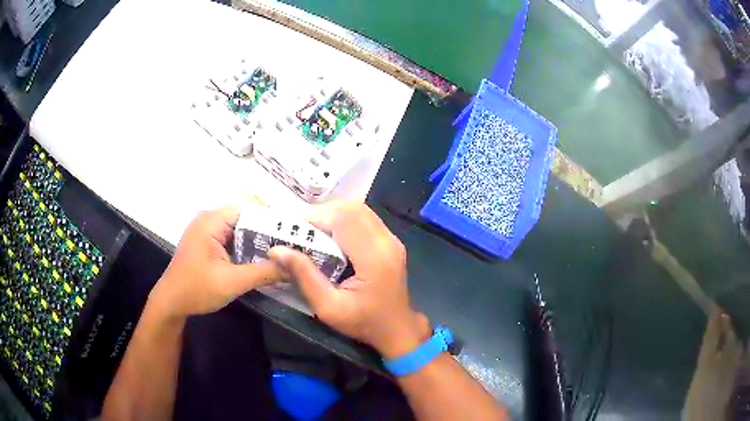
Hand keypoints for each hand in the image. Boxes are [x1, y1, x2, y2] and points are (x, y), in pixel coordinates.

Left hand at [150, 205, 284, 317]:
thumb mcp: (232, 282)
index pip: (249, 208)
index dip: (274, 218)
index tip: (296, 232)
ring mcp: (208, 230)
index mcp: (212, 220)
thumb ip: (263, 272)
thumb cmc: (196, 289)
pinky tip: (265, 259)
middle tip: (296, 243)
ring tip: (286, 251)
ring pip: (242, 228)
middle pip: (247, 217)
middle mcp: (210, 218)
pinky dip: (249, 247)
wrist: (171, 303)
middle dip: (270, 230)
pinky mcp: (209, 242)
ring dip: (260, 240)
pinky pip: (234, 238)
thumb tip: (294, 266)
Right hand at [269, 202, 429, 358]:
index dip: (314, 216)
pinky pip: (363, 218)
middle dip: (320, 213)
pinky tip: (328, 235)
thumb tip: (276, 249)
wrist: (397, 329)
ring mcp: (391, 238)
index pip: (343, 219)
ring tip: (309, 231)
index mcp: (374, 258)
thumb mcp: (328, 308)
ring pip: (357, 210)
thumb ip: (304, 277)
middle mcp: (386, 241)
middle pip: (350, 209)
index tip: (288, 226)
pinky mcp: (389, 240)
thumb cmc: (363, 323)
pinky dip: (341, 220)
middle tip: (298, 229)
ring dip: (330, 214)